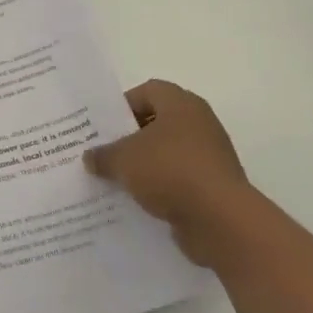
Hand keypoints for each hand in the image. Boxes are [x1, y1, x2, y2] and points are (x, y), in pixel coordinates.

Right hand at [85, 81, 249, 264]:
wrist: (221, 221)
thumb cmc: (170, 171)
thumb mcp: (123, 159)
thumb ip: (103, 155)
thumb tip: (91, 158)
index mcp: (181, 105)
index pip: (147, 91)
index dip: (122, 106)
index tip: (102, 126)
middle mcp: (199, 124)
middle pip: (157, 123)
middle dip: (129, 138)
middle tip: (102, 152)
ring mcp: (210, 157)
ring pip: (166, 154)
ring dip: (143, 166)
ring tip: (115, 179)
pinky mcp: (213, 187)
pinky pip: (178, 181)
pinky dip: (159, 188)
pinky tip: (137, 201)